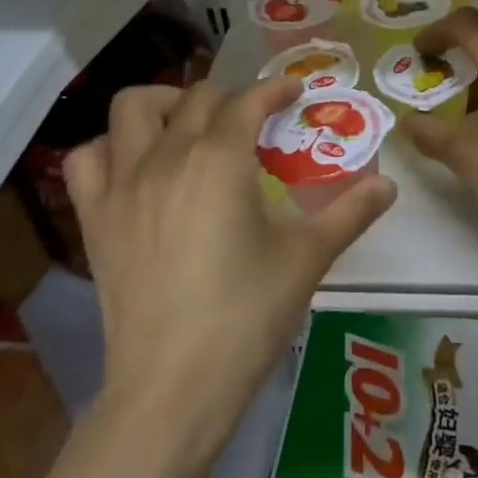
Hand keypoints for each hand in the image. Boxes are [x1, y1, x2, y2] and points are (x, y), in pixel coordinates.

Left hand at [65, 78, 396, 436]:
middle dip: (230, 98)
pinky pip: (87, 159)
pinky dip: (110, 149)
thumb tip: (390, 185)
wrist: (174, 388)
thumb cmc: (247, 317)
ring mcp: (122, 185)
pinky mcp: (94, 218)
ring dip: (164, 105)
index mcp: (219, 160)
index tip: (294, 91)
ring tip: (189, 126)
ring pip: (131, 109)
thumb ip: (350, 213)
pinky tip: (135, 167)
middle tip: (253, 122)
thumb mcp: (307, 259)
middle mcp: (166, 157)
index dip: (275, 89)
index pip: (248, 101)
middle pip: (196, 98)